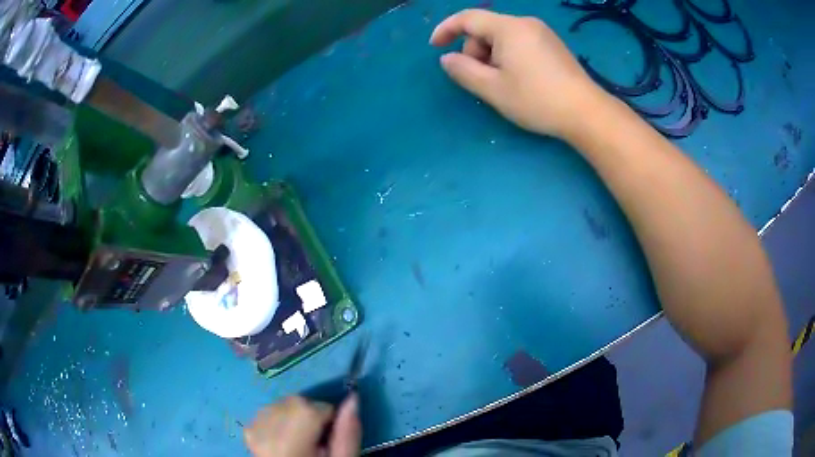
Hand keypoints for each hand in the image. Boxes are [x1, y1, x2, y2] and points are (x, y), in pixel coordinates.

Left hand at [244, 395, 360, 456]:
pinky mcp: (248, 430)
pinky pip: (269, 411)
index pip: (313, 407)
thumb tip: (353, 398)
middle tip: (317, 439)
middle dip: (312, 414)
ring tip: (302, 439)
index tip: (330, 436)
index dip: (329, 418)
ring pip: (282, 403)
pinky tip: (286, 438)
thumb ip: (347, 434)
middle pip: (295, 402)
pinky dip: (281, 418)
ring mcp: (253, 429)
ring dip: (296, 414)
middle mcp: (265, 431)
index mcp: (289, 443)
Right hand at [430, 9, 602, 138]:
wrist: (586, 113)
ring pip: (502, 37)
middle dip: (475, 51)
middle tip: (481, 79)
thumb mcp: (493, 89)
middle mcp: (525, 23)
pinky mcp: (552, 44)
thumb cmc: (537, 100)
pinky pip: (519, 42)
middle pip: (486, 28)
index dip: (446, 29)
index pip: (468, 18)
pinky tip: (519, 78)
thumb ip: (463, 71)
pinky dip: (508, 56)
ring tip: (502, 83)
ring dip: (492, 56)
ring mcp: (542, 33)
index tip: (435, 47)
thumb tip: (447, 59)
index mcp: (508, 28)